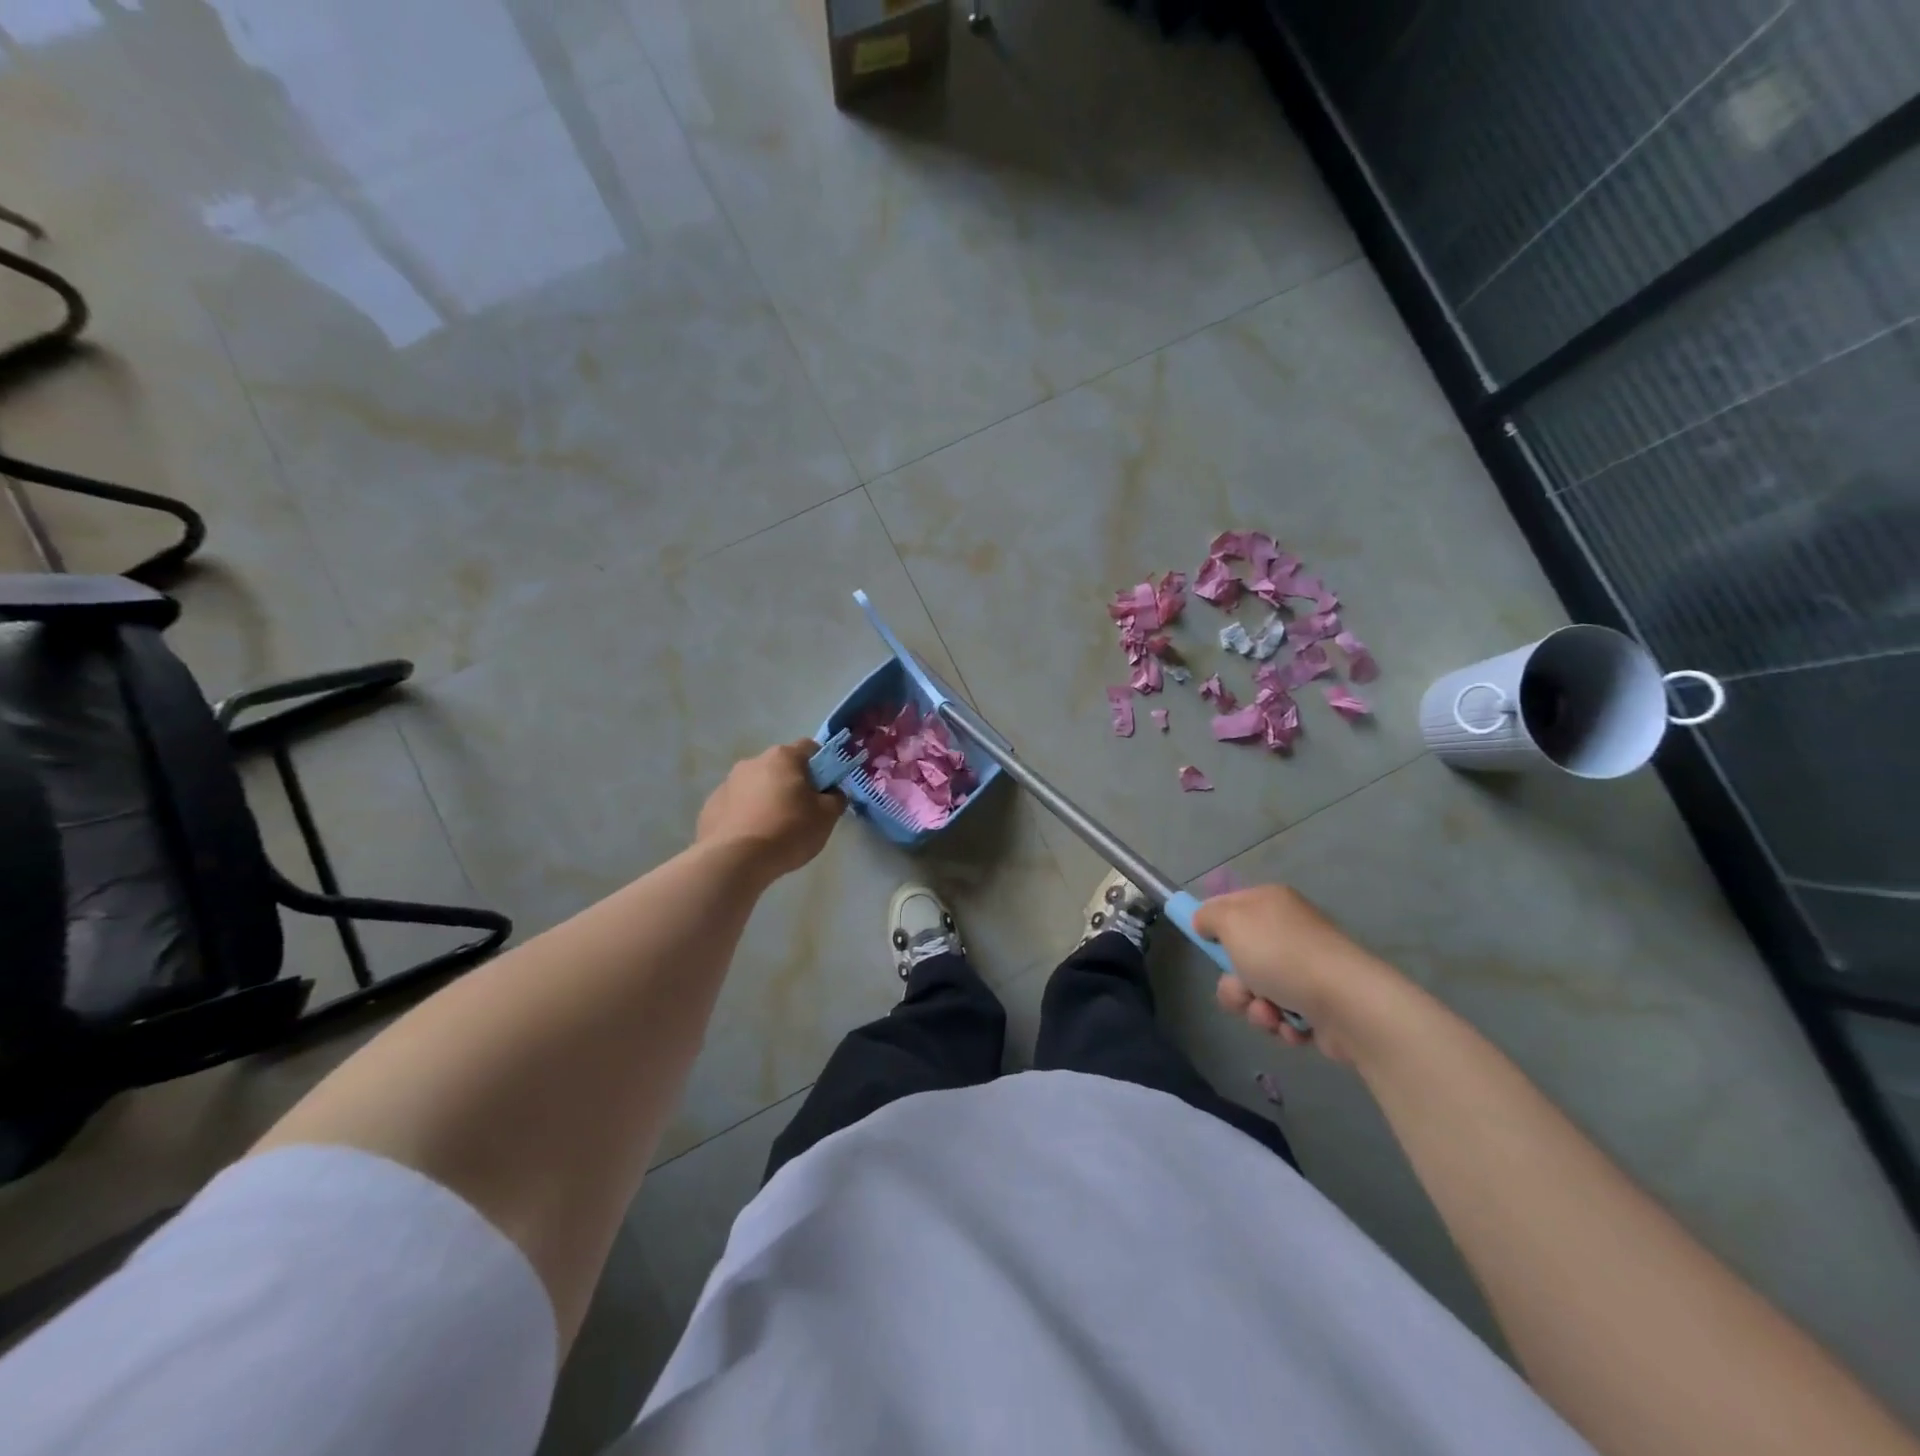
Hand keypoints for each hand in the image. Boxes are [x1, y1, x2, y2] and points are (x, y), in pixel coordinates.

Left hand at [696, 740, 842, 878]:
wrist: (734, 861)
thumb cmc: (788, 831)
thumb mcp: (827, 817)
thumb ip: (836, 798)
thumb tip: (832, 792)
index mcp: (783, 757)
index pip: (810, 748)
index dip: (822, 765)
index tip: (825, 789)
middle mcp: (753, 762)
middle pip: (781, 767)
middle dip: (792, 784)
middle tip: (802, 813)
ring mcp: (727, 783)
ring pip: (756, 786)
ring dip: (767, 799)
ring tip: (773, 830)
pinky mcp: (710, 806)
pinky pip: (736, 806)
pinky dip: (746, 816)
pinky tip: (751, 839)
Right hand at [1192, 885, 1404, 1062]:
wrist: (1347, 1004)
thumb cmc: (1282, 955)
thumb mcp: (1232, 922)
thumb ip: (1208, 916)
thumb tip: (1204, 922)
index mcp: (1270, 903)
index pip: (1228, 906)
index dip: (1213, 926)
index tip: (1206, 945)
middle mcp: (1288, 932)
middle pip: (1238, 957)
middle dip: (1234, 982)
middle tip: (1243, 990)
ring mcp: (1304, 970)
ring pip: (1256, 991)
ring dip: (1255, 1008)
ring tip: (1271, 1014)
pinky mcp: (1317, 1005)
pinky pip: (1282, 1015)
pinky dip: (1282, 1023)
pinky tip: (1292, 1026)